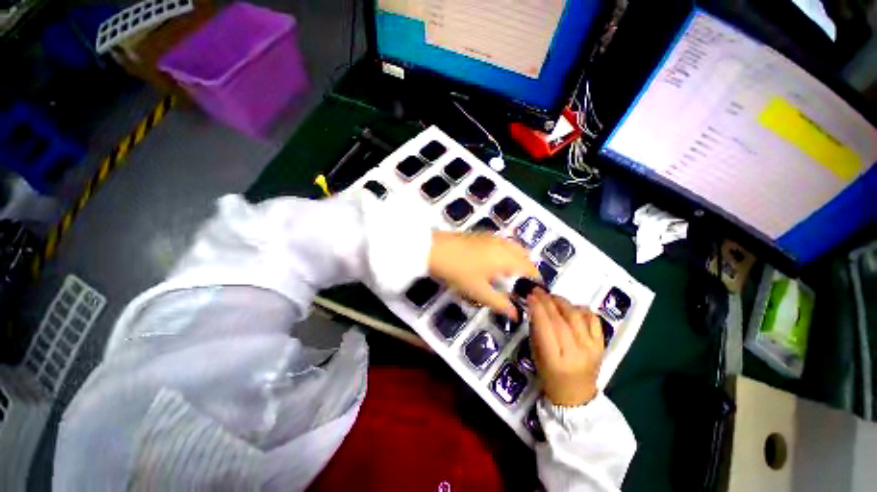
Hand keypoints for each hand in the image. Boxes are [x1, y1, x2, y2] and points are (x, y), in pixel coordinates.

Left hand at [429, 231, 538, 319]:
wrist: (435, 250)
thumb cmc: (459, 272)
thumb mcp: (479, 291)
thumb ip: (500, 303)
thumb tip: (516, 315)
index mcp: (507, 257)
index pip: (530, 267)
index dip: (536, 278)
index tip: (537, 290)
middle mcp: (503, 244)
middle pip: (524, 254)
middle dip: (527, 267)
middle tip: (523, 283)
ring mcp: (492, 237)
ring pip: (513, 246)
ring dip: (517, 258)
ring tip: (511, 273)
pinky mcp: (481, 235)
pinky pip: (502, 242)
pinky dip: (507, 251)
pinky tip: (497, 261)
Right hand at [527, 289, 603, 406]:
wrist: (576, 396)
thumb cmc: (549, 376)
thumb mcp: (536, 354)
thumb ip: (536, 330)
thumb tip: (534, 307)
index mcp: (555, 359)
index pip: (545, 326)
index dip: (537, 308)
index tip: (529, 296)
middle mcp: (576, 353)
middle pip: (561, 319)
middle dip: (547, 301)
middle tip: (537, 290)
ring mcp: (591, 348)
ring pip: (576, 316)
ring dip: (562, 302)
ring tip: (552, 296)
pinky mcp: (601, 345)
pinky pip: (593, 320)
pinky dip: (581, 309)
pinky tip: (572, 307)